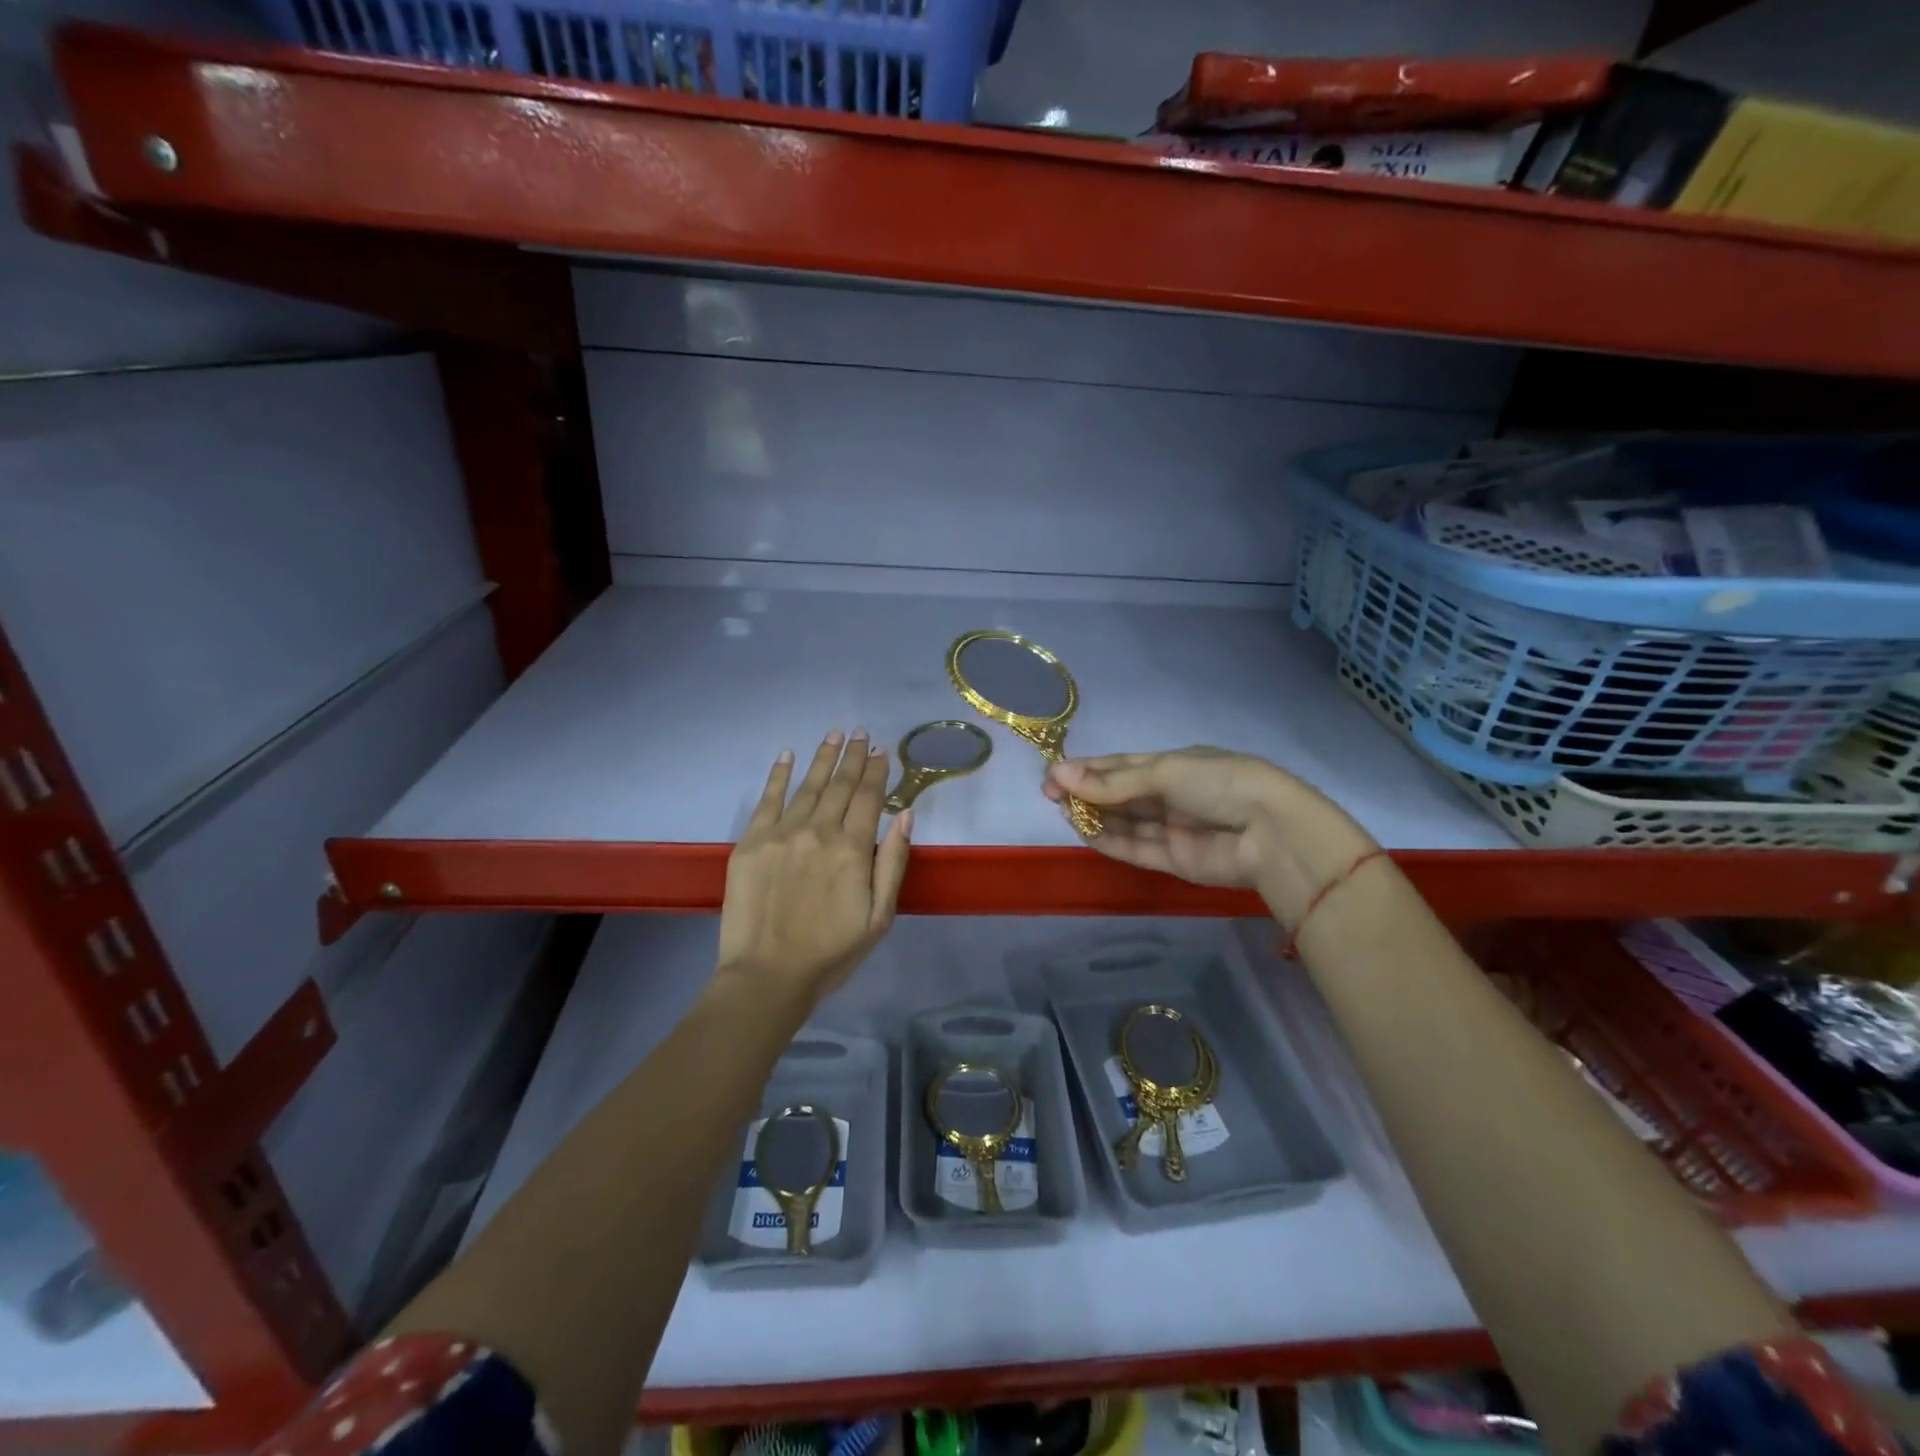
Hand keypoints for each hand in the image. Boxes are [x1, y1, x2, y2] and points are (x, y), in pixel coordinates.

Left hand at [718, 730, 911, 1004]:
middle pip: (840, 785)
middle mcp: (818, 831)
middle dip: (853, 756)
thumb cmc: (831, 952)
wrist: (767, 976)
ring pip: (808, 786)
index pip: (869, 797)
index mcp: (852, 849)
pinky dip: (778, 775)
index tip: (882, 750)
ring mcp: (781, 834)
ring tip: (834, 734)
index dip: (877, 771)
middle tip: (861, 732)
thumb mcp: (879, 916)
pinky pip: (768, 800)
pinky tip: (787, 755)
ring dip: (823, 758)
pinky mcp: (751, 843)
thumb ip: (893, 862)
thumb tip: (906, 814)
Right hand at [1044, 747, 1376, 923]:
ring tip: (1061, 809)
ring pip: (1124, 822)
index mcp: (1176, 765)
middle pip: (1120, 794)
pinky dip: (1108, 840)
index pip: (1123, 765)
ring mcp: (1173, 829)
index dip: (1088, 769)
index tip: (1054, 773)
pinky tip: (1082, 831)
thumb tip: (1060, 775)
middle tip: (1049, 793)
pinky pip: (1135, 848)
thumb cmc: (1219, 783)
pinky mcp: (1174, 860)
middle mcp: (1172, 795)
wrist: (1271, 833)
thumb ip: (1113, 782)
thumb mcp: (1165, 772)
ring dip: (1093, 816)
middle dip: (1086, 792)